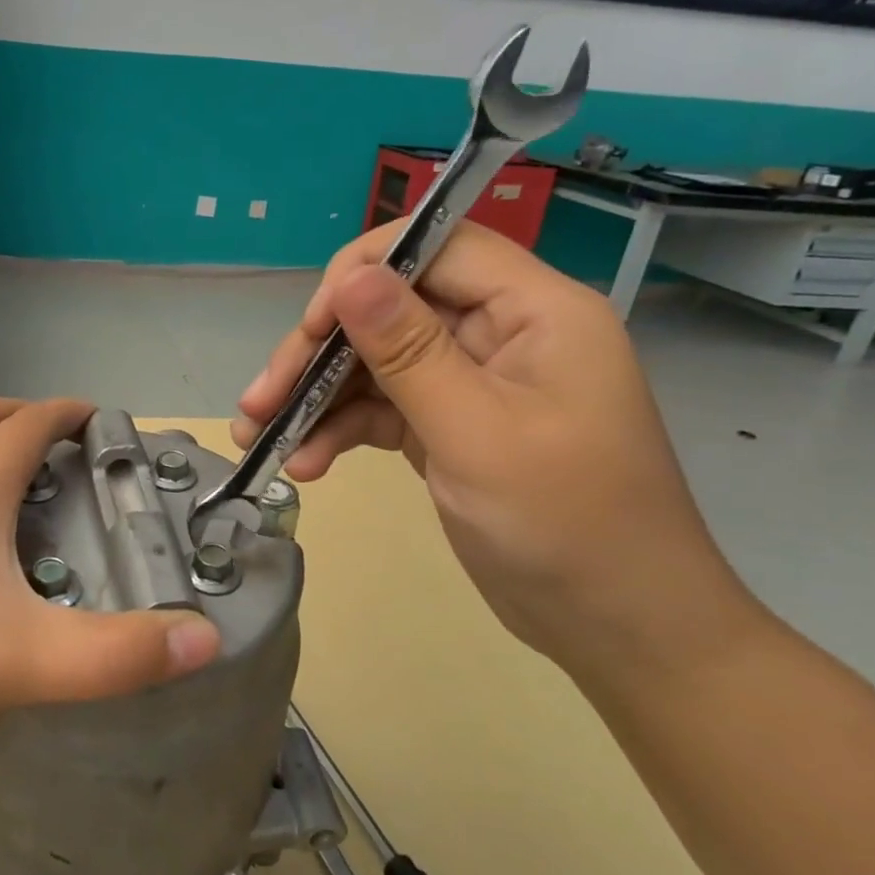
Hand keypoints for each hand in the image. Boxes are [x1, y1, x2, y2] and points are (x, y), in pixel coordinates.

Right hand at [234, 221, 745, 674]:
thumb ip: (408, 351)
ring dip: (316, 397)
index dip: (365, 271)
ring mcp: (470, 381)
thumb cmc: (565, 525)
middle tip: (260, 398)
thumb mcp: (475, 433)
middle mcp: (499, 332)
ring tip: (259, 437)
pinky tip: (306, 464)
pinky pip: (381, 408)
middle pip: (391, 308)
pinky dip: (340, 430)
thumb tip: (348, 277)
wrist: (616, 626)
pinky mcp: (448, 424)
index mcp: (533, 311)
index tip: (312, 326)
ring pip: (375, 361)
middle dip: (320, 352)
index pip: (437, 247)